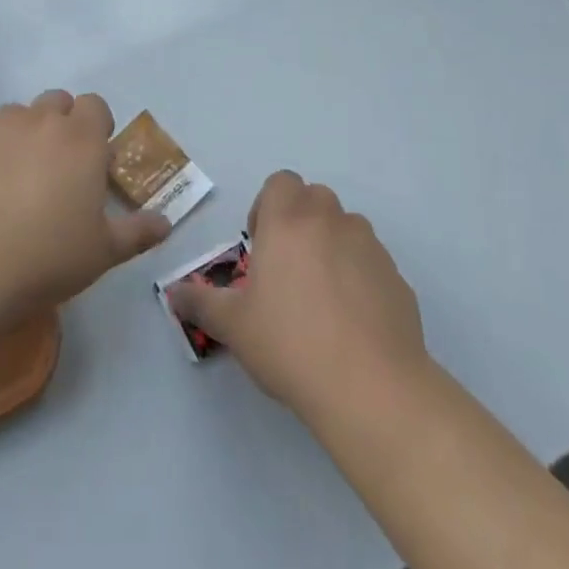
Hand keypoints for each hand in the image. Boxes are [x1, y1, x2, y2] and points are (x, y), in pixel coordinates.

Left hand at [0, 90, 170, 326]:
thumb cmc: (44, 257)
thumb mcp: (101, 252)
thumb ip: (137, 232)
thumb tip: (165, 223)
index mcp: (81, 139)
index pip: (96, 106)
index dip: (97, 128)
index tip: (94, 162)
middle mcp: (40, 120)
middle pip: (57, 102)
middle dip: (62, 124)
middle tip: (59, 170)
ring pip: (18, 115)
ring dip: (25, 134)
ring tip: (17, 179)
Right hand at [168, 171, 426, 422]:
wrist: (370, 387)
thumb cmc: (290, 344)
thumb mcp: (233, 326)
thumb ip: (200, 302)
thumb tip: (172, 293)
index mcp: (288, 221)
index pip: (281, 182)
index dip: (268, 206)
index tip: (262, 245)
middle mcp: (331, 221)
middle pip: (315, 198)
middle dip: (300, 222)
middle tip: (287, 269)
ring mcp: (369, 247)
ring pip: (347, 227)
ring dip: (332, 245)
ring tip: (321, 297)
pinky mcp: (397, 278)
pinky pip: (372, 263)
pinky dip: (360, 277)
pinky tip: (352, 322)